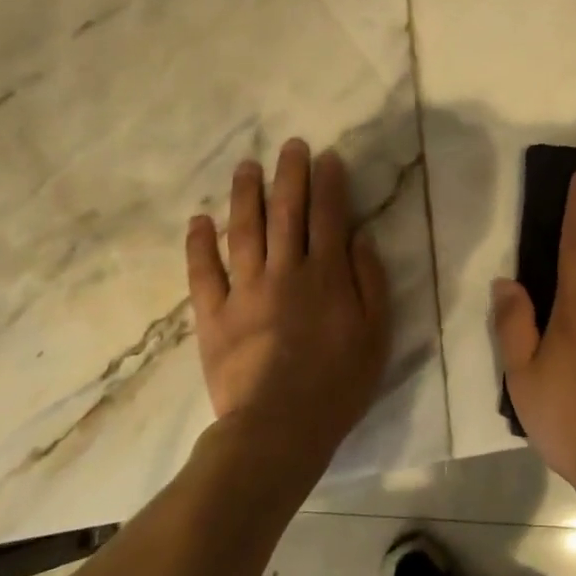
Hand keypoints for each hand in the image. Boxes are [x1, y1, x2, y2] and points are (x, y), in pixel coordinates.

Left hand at [185, 138, 390, 483]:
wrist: (278, 429)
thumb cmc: (338, 383)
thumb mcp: (376, 333)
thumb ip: (370, 280)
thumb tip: (359, 236)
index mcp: (326, 275)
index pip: (328, 216)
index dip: (329, 183)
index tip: (327, 157)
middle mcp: (285, 271)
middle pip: (287, 212)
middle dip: (290, 175)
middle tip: (289, 146)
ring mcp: (245, 291)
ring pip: (244, 231)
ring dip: (245, 195)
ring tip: (246, 167)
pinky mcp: (213, 315)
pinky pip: (203, 273)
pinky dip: (199, 244)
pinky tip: (199, 219)